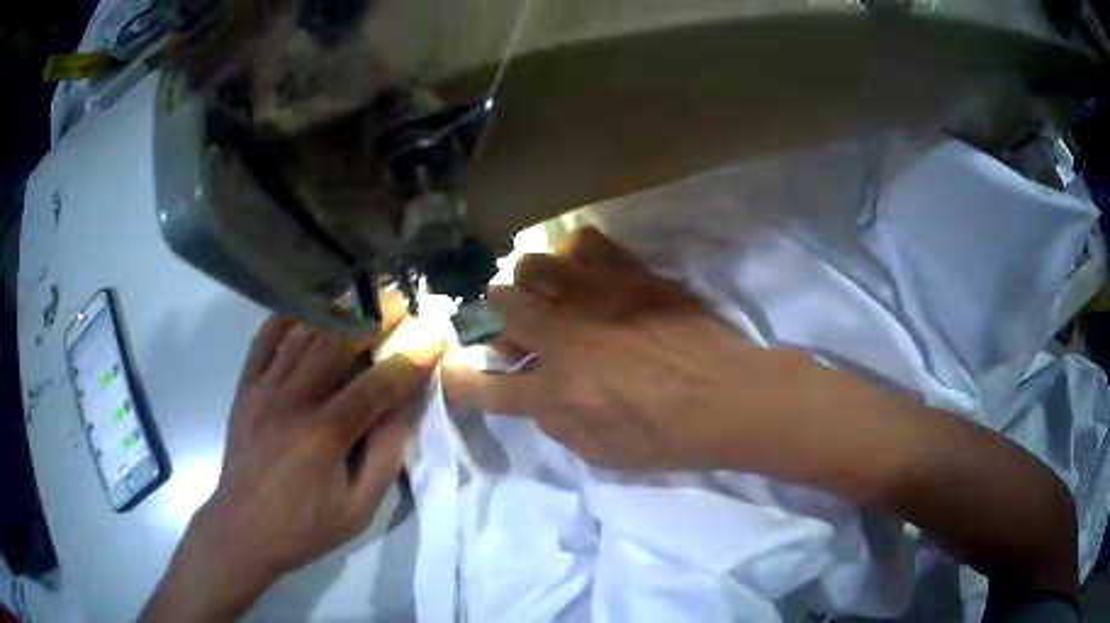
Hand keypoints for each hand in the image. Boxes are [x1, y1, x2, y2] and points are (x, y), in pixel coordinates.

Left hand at [143, 296, 444, 621]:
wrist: (243, 530)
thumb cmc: (305, 527)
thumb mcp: (358, 509)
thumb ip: (383, 457)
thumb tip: (402, 410)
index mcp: (324, 435)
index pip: (376, 386)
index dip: (409, 361)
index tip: (434, 339)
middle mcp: (292, 401)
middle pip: (337, 343)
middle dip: (374, 318)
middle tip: (399, 305)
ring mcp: (264, 389)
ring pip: (303, 334)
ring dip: (336, 312)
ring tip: (362, 300)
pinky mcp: (246, 388)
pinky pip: (265, 340)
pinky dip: (286, 318)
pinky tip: (306, 310)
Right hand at [444, 228, 816, 471]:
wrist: (731, 399)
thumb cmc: (670, 438)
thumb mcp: (603, 455)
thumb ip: (556, 426)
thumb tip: (537, 395)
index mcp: (556, 392)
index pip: (484, 386)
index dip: (459, 380)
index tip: (454, 372)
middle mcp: (565, 338)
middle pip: (498, 306)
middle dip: (494, 319)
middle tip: (515, 330)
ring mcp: (597, 298)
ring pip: (531, 264)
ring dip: (529, 283)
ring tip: (548, 295)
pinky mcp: (630, 274)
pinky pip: (585, 242)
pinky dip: (575, 255)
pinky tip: (585, 272)